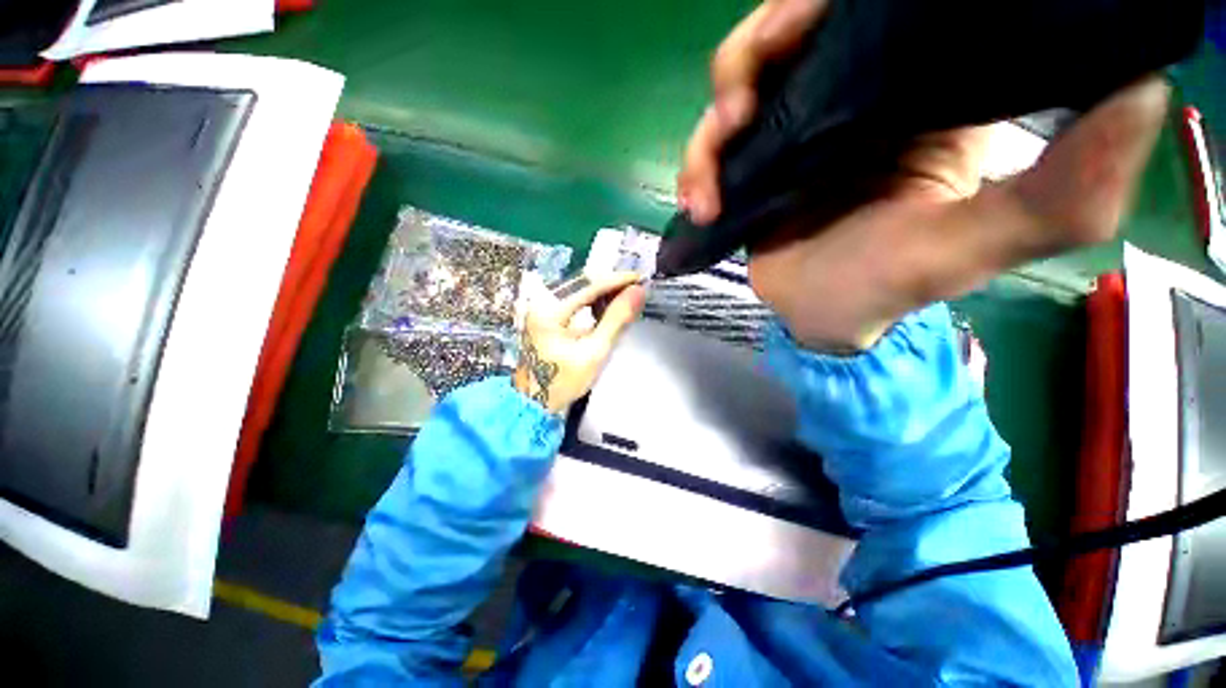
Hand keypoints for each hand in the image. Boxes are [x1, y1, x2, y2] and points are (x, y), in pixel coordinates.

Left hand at [514, 272, 646, 412]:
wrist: (534, 401)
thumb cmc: (562, 381)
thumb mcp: (594, 351)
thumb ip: (616, 319)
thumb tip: (637, 293)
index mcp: (549, 309)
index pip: (588, 284)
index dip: (617, 280)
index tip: (639, 279)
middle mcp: (541, 301)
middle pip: (582, 283)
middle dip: (611, 284)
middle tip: (636, 288)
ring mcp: (541, 307)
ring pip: (578, 290)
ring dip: (603, 292)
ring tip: (627, 296)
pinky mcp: (545, 315)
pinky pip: (573, 300)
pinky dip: (593, 301)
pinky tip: (607, 306)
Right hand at [678, 0, 1168, 350]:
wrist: (823, 318)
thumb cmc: (891, 286)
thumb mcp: (979, 244)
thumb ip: (1060, 188)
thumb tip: (1142, 90)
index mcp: (917, 90)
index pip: (874, 7)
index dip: (827, 1)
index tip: (806, 20)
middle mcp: (850, 95)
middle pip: (788, 33)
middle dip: (755, 50)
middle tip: (741, 99)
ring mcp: (791, 131)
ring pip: (738, 85)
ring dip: (715, 119)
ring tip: (717, 157)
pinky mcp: (751, 168)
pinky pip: (712, 148)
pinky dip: (697, 168)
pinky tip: (700, 202)